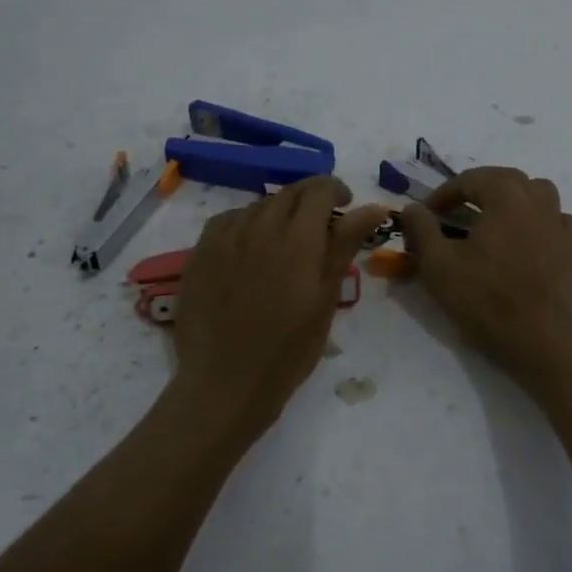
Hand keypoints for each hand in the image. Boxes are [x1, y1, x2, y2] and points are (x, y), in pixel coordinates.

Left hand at [171, 176, 386, 441]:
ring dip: (278, 213)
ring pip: (259, 205)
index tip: (345, 206)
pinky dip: (247, 224)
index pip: (319, 188)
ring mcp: (225, 237)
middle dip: (309, 200)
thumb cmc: (289, 349)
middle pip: (289, 193)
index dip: (336, 190)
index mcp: (298, 237)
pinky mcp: (200, 251)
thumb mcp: (326, 298)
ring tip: (284, 244)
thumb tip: (372, 208)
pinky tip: (250, 249)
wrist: (225, 383)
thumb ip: (344, 245)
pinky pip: (228, 220)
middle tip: (319, 228)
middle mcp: (259, 225)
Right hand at [401, 167, 571, 382]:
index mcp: (505, 195)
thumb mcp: (438, 264)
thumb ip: (421, 229)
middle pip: (505, 178)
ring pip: (538, 193)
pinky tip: (532, 237)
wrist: (541, 341)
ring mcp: (560, 224)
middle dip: (477, 189)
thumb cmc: (485, 299)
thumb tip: (413, 207)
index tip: (426, 214)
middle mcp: (537, 200)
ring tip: (495, 217)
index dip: (443, 194)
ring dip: (513, 197)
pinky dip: (543, 221)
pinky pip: (560, 221)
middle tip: (455, 211)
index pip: (469, 179)